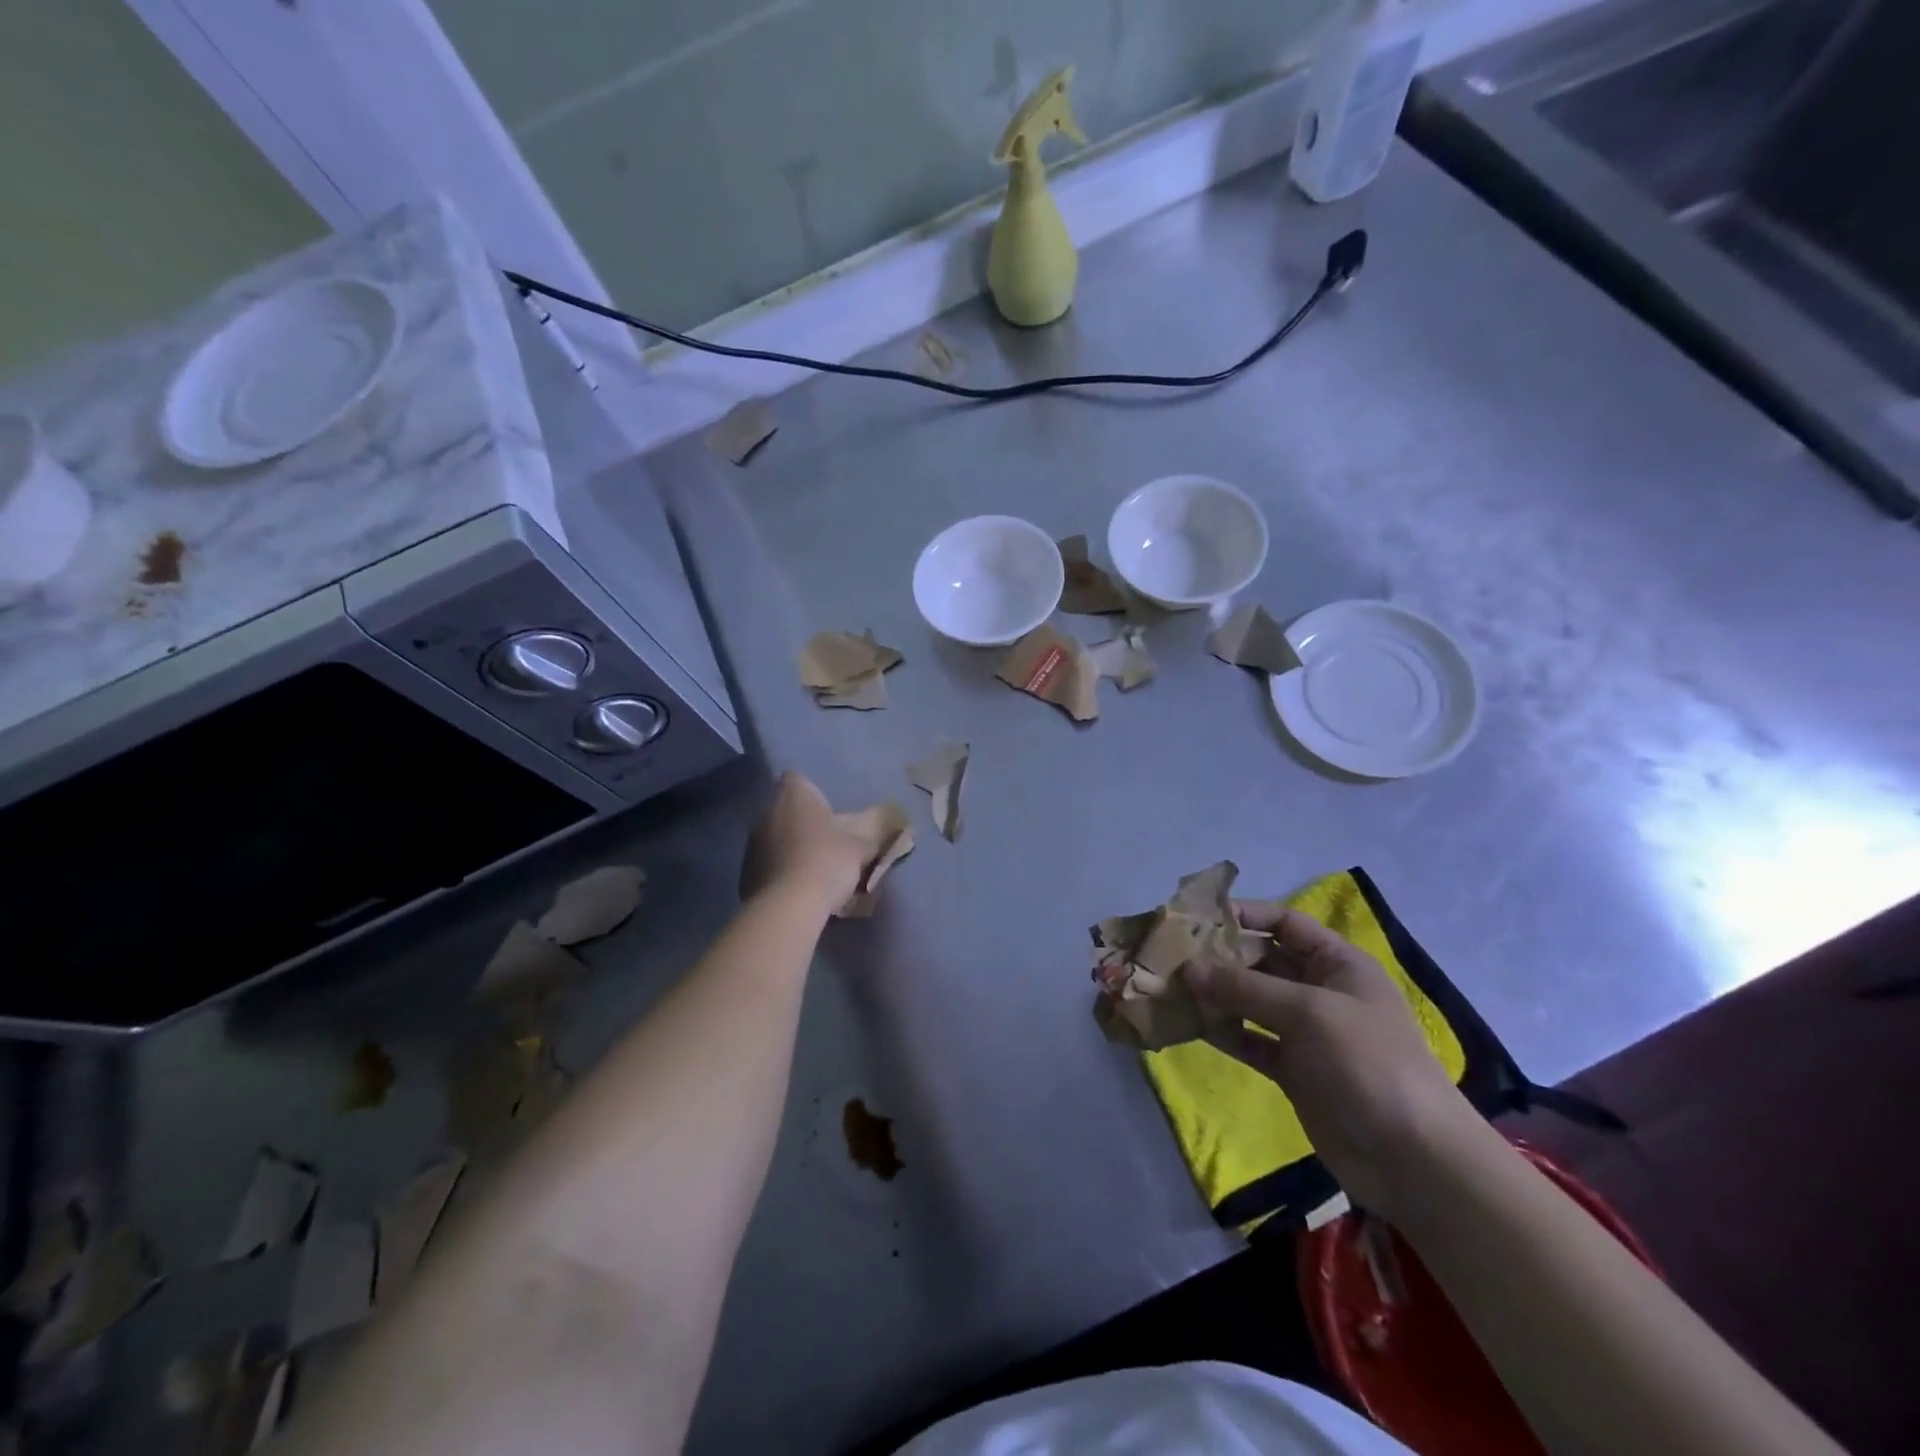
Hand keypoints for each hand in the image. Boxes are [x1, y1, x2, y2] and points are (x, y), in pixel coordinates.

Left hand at [740, 772, 870, 912]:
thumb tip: (894, 816)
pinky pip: (769, 864)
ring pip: (777, 837)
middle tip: (831, 843)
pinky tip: (800, 889)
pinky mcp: (746, 873)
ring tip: (817, 870)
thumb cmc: (827, 861)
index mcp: (791, 796)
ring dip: (793, 847)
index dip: (815, 794)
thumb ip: (876, 827)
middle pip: (788, 810)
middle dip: (807, 823)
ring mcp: (752, 844)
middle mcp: (765, 812)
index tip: (832, 813)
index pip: (797, 779)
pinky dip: (783, 870)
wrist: (788, 907)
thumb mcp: (862, 844)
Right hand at [1186, 902, 1479, 1216]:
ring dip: (1215, 996)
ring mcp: (1306, 1032)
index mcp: (1337, 963)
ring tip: (1172, 990)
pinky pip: (1251, 1040)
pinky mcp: (1294, 1069)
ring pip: (1251, 1001)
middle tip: (1171, 957)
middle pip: (1261, 961)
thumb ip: (1245, 987)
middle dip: (1219, 958)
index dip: (1244, 915)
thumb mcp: (1308, 1012)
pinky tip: (1192, 1026)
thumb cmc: (1368, 1063)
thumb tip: (1188, 967)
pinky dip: (1225, 1032)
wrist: (1414, 1160)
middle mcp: (1320, 990)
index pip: (1284, 923)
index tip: (1197, 917)